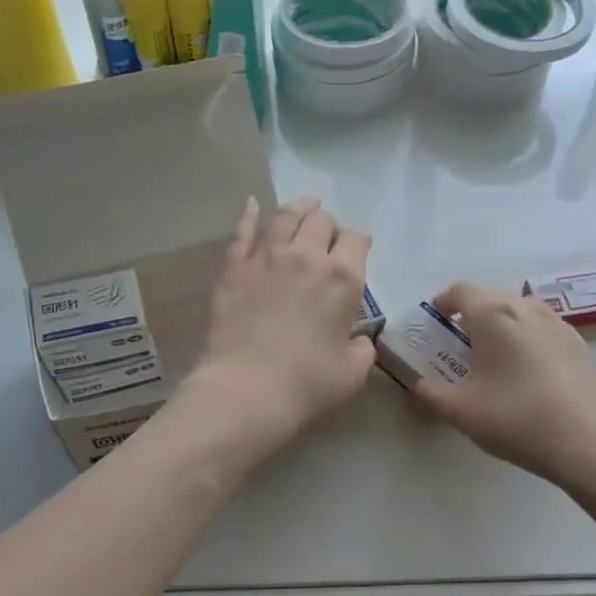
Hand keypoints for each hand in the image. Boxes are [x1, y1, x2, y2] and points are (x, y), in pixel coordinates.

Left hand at [181, 195, 376, 464]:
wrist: (246, 391)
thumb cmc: (308, 385)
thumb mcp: (353, 373)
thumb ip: (362, 349)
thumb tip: (357, 339)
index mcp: (343, 279)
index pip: (356, 240)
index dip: (360, 241)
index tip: (360, 247)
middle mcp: (306, 257)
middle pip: (321, 221)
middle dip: (330, 224)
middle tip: (330, 235)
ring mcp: (266, 259)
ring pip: (285, 218)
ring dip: (299, 208)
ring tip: (305, 205)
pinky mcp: (234, 270)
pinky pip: (243, 233)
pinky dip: (250, 215)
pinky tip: (253, 204)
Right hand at [412, 281, 595, 488]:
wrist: (592, 443)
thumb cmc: (518, 419)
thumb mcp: (462, 412)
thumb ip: (431, 393)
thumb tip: (417, 384)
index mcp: (494, 314)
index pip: (461, 290)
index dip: (443, 302)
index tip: (434, 323)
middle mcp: (527, 308)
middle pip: (492, 297)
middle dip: (471, 314)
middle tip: (459, 345)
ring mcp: (559, 324)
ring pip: (521, 311)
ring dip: (501, 325)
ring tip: (493, 358)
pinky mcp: (580, 345)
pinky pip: (543, 329)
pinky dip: (527, 339)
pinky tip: (527, 374)